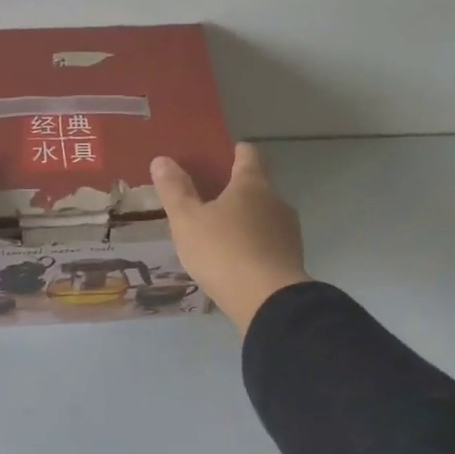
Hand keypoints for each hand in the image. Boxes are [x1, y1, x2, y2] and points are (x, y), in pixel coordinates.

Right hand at [151, 143, 309, 332]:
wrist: (269, 302)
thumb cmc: (223, 251)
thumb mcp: (187, 220)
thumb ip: (174, 190)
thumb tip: (162, 160)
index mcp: (252, 184)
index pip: (248, 154)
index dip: (235, 151)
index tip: (223, 154)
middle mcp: (276, 201)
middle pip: (257, 186)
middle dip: (236, 190)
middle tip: (208, 200)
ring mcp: (288, 231)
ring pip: (264, 216)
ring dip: (245, 220)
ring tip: (219, 233)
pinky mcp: (292, 259)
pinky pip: (269, 242)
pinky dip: (253, 244)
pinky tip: (235, 260)